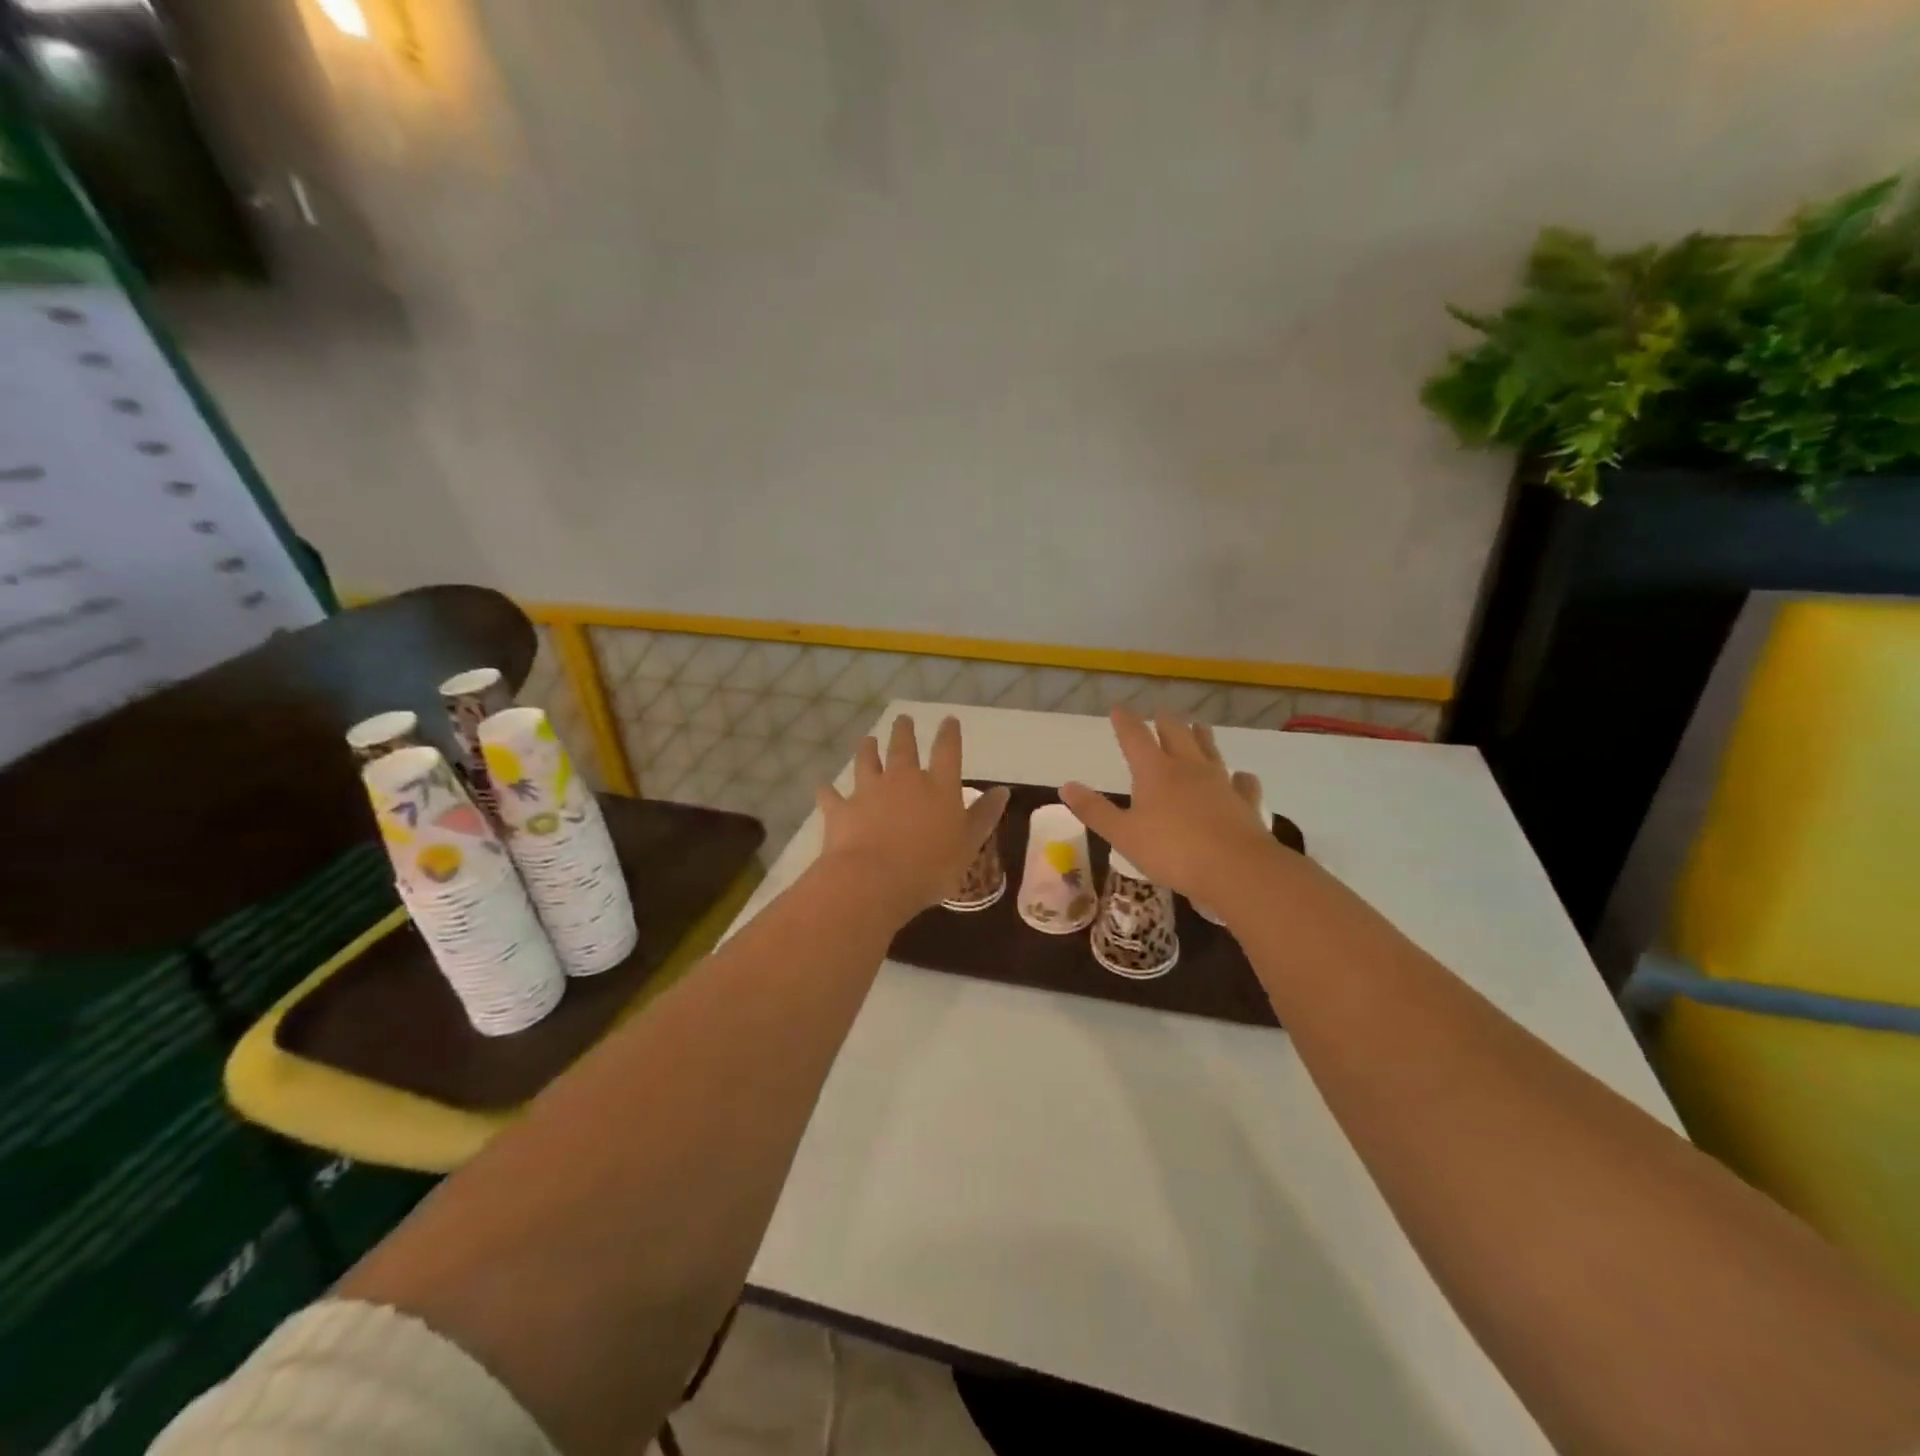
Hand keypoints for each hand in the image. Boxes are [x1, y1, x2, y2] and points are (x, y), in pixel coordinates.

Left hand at [816, 715, 1009, 920]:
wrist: (874, 879)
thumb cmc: (931, 867)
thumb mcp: (969, 845)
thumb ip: (984, 816)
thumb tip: (1003, 790)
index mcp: (938, 787)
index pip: (947, 751)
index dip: (949, 734)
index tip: (949, 720)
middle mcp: (903, 780)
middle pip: (904, 748)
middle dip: (904, 732)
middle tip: (903, 719)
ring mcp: (868, 791)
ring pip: (867, 762)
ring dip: (867, 750)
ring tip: (867, 740)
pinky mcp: (841, 809)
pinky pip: (831, 795)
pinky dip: (827, 790)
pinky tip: (823, 786)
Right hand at [1060, 708, 1277, 902]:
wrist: (1236, 868)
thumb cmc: (1172, 851)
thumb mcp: (1123, 835)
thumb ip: (1094, 810)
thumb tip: (1066, 785)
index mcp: (1155, 772)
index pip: (1135, 738)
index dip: (1125, 722)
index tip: (1119, 709)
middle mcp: (1188, 768)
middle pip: (1176, 734)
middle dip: (1165, 722)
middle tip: (1160, 712)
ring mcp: (1221, 782)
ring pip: (1210, 750)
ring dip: (1202, 736)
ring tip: (1199, 725)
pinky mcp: (1245, 802)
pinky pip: (1243, 783)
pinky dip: (1240, 777)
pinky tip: (1241, 776)